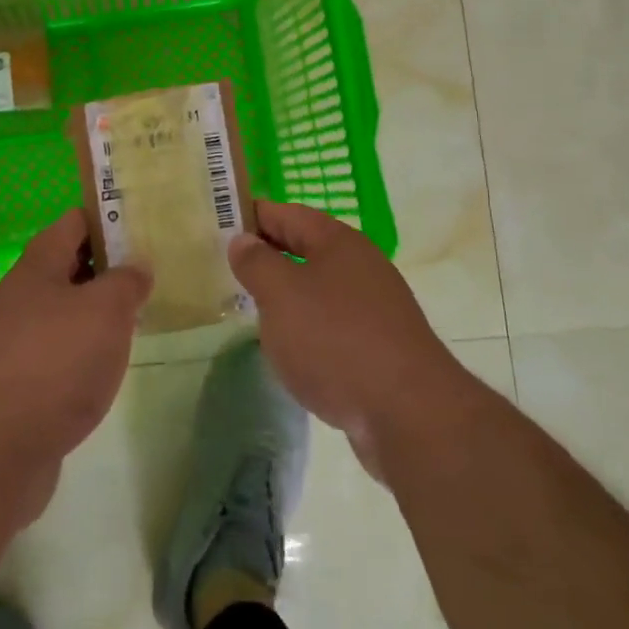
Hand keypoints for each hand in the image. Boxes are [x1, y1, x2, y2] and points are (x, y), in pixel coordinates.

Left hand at [0, 210, 150, 522]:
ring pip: (66, 312)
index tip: (145, 225)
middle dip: (109, 267)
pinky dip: (86, 352)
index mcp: (38, 266)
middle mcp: (22, 297)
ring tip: (140, 316)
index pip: (74, 222)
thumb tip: (136, 267)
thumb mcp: (105, 310)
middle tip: (153, 272)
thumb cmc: (54, 362)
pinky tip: (109, 366)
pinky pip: (60, 352)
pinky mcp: (20, 385)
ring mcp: (17, 342)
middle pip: (69, 266)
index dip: (108, 218)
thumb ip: (126, 282)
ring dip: (99, 312)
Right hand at [228, 200, 472, 479]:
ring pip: (320, 288)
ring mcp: (375, 307)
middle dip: (269, 255)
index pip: (286, 213)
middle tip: (229, 269)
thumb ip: (257, 263)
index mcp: (338, 242)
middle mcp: (361, 265)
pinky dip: (309, 328)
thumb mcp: (281, 294)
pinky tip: (293, 350)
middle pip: (306, 248)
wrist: (409, 415)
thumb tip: (243, 240)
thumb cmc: (335, 340)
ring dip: (288, 294)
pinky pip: (334, 323)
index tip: (219, 225)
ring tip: (254, 310)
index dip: (253, 216)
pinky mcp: (381, 346)